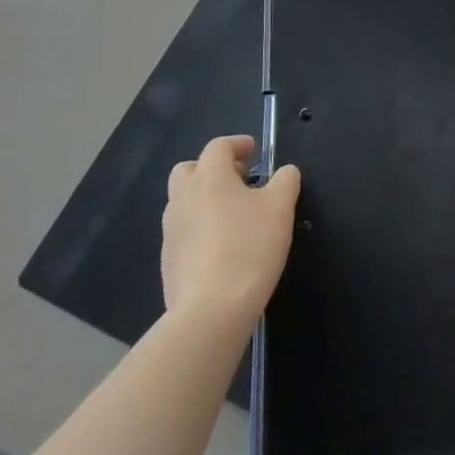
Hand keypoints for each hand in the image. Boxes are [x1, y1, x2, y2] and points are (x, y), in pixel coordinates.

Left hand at [161, 135, 300, 336]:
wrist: (210, 310)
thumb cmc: (249, 247)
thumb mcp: (281, 208)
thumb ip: (285, 181)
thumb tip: (285, 171)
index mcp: (209, 177)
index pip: (218, 146)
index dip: (237, 144)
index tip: (255, 151)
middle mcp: (184, 197)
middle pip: (189, 169)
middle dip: (212, 168)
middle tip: (238, 179)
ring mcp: (171, 230)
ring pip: (183, 200)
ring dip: (204, 198)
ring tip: (232, 214)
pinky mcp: (168, 260)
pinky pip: (183, 231)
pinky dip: (199, 227)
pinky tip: (221, 245)